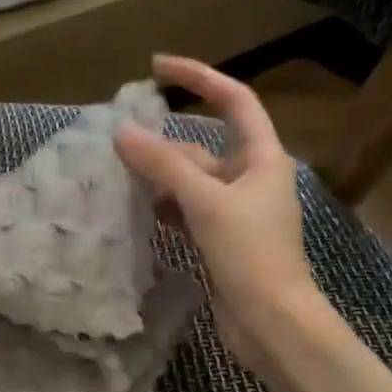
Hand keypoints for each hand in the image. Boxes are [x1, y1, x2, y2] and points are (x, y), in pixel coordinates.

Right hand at [116, 54, 332, 379]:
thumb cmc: (250, 254)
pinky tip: (139, 210)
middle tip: (119, 140)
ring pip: (192, 182)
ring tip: (119, 173)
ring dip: (160, 177)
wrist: (272, 323)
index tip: (158, 67)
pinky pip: (188, 211)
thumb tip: (123, 134)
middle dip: (164, 143)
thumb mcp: (206, 202)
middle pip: (203, 147)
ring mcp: (236, 212)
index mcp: (263, 158)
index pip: (234, 100)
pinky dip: (165, 207)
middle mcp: (251, 179)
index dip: (199, 78)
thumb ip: (164, 166)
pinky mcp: (222, 240)